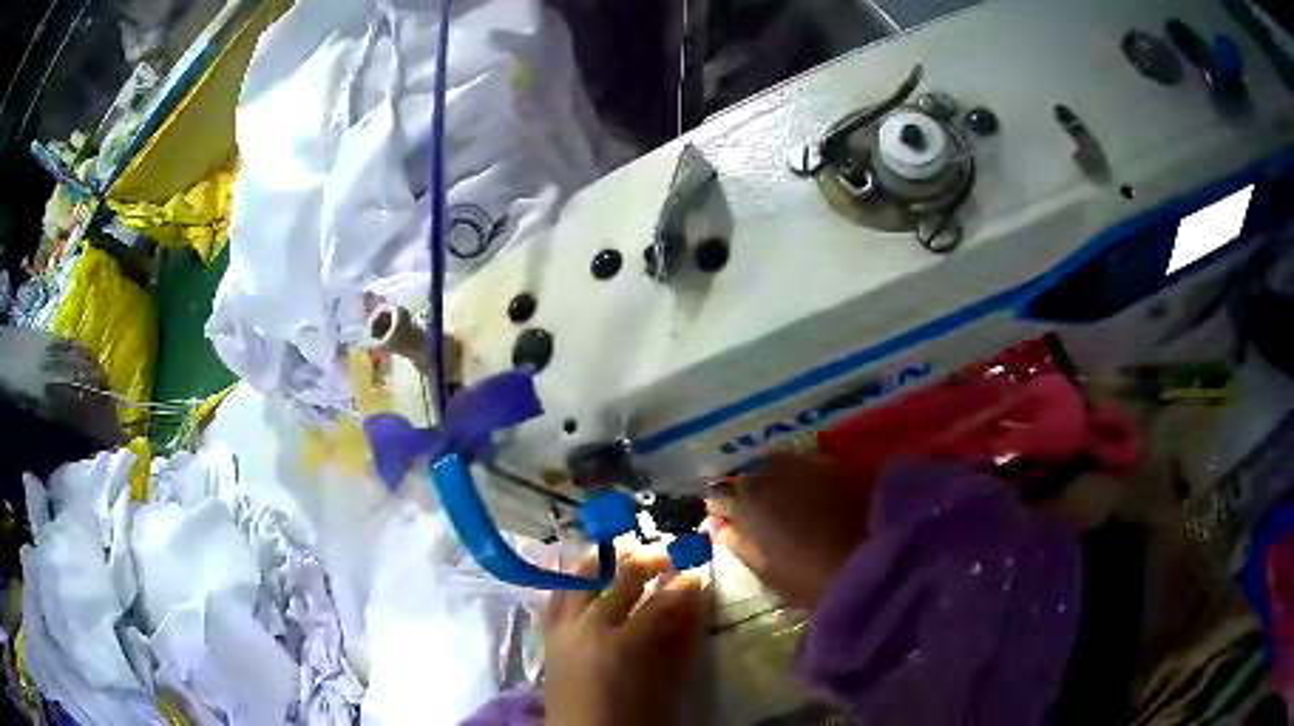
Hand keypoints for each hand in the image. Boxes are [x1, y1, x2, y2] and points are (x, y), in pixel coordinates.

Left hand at [545, 552, 706, 725]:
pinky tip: (584, 573)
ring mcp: (563, 629)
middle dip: (643, 562)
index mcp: (621, 644)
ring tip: (621, 552)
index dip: (681, 588)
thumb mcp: (664, 679)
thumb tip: (691, 601)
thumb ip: (678, 638)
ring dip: (603, 563)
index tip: (695, 574)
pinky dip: (572, 580)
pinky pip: (557, 596)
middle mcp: (587, 627)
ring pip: (580, 581)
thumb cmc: (632, 714)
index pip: (658, 604)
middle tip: (663, 554)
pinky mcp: (549, 636)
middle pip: (616, 582)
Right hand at [708, 452, 870, 609]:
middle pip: (748, 477)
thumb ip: (737, 542)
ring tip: (789, 507)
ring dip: (777, 483)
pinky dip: (803, 480)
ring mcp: (805, 462)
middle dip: (749, 494)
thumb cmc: (809, 575)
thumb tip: (719, 525)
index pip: (718, 496)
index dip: (721, 511)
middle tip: (760, 519)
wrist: (875, 558)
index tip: (729, 526)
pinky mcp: (836, 462)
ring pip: (778, 467)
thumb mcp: (764, 568)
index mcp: (746, 500)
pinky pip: (806, 467)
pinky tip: (816, 499)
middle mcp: (770, 471)